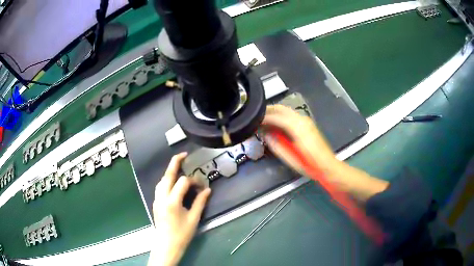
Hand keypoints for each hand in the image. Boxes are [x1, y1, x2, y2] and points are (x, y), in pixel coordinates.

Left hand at [148, 152, 210, 265]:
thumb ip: (200, 202)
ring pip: (161, 181)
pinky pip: (159, 187)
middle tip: (183, 155)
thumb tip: (207, 190)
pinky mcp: (155, 203)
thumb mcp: (194, 219)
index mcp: (172, 201)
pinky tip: (172, 183)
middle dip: (174, 163)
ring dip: (169, 172)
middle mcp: (161, 197)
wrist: (166, 245)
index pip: (182, 182)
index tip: (201, 186)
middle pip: (167, 175)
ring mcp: (156, 200)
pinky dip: (166, 181)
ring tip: (178, 168)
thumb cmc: (182, 234)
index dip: (193, 181)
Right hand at [261, 105, 387, 200]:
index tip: (252, 120)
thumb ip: (276, 145)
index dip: (263, 117)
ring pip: (286, 110)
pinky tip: (275, 123)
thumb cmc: (309, 164)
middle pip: (281, 108)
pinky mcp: (307, 123)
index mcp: (297, 127)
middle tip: (255, 117)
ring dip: (274, 112)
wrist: (327, 165)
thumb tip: (265, 134)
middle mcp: (302, 120)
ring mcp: (306, 120)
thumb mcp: (290, 158)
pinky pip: (291, 115)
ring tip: (263, 120)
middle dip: (267, 110)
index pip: (276, 116)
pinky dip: (281, 116)